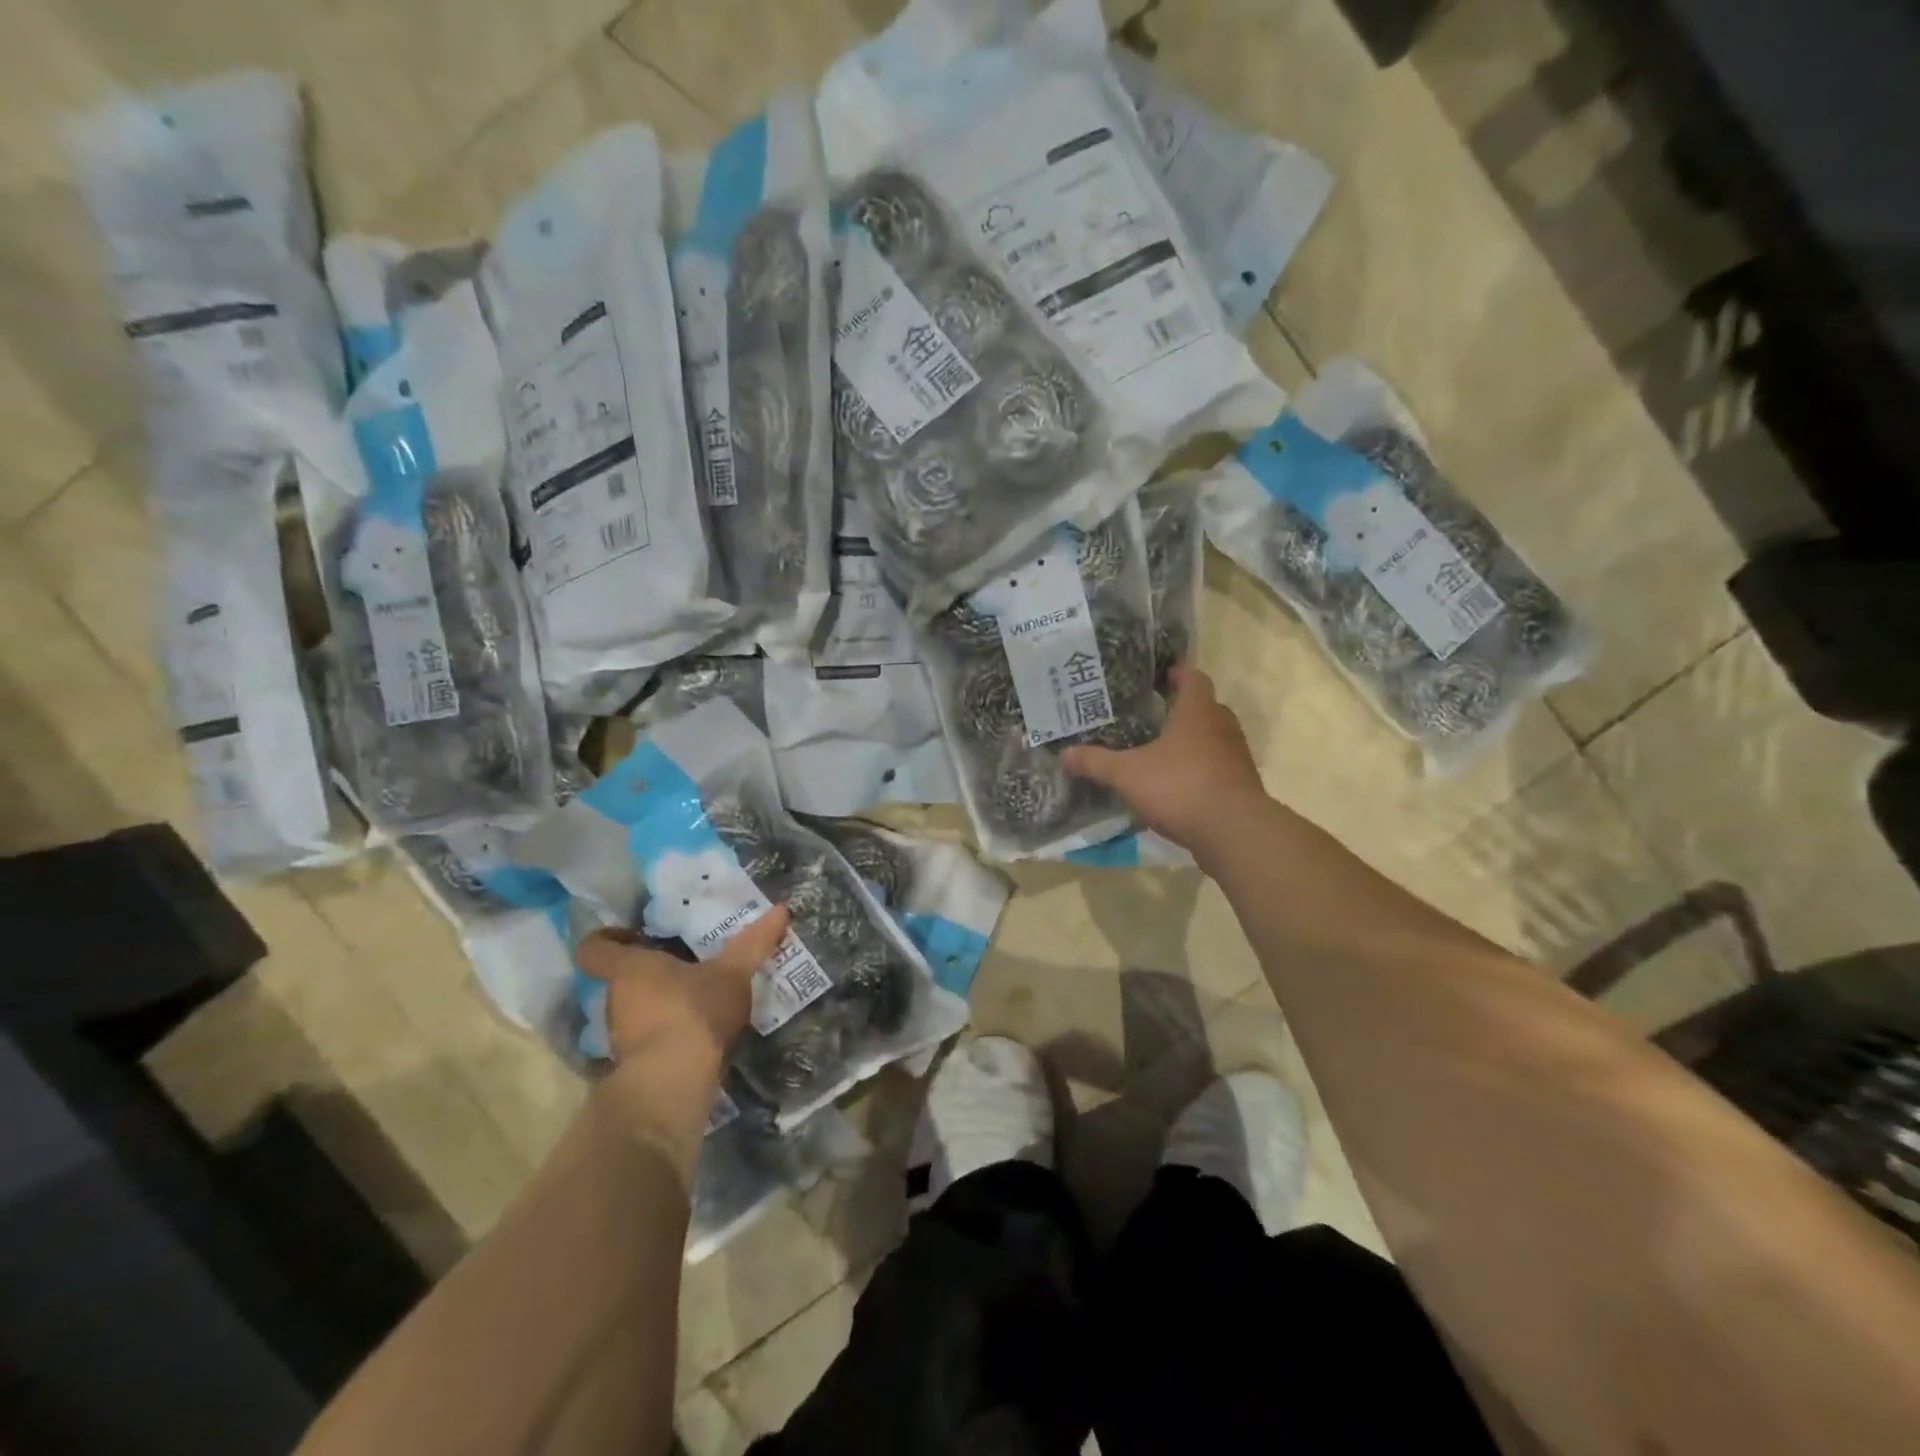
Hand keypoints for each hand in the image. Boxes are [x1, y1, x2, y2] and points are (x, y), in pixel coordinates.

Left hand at [576, 907, 790, 1064]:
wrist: (674, 1081)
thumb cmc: (694, 1011)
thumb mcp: (732, 973)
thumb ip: (754, 942)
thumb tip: (781, 909)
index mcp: (629, 968)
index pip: (594, 948)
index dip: (606, 939)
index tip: (632, 936)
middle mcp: (615, 999)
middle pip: (618, 979)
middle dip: (646, 974)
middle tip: (680, 966)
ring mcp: (619, 1036)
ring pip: (632, 1010)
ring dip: (655, 1005)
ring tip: (692, 1000)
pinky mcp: (632, 1065)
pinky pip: (646, 1039)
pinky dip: (663, 1035)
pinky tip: (693, 1033)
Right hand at [1062, 665, 1265, 855]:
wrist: (1234, 832)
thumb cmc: (1180, 786)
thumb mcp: (1128, 774)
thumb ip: (1097, 762)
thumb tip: (1065, 754)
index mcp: (1198, 712)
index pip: (1192, 678)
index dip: (1176, 673)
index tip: (1156, 677)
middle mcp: (1222, 727)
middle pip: (1203, 708)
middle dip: (1179, 710)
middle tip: (1149, 717)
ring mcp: (1236, 757)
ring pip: (1211, 739)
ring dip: (1190, 743)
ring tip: (1158, 752)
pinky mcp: (1240, 785)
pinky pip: (1216, 768)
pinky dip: (1198, 770)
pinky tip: (1175, 786)